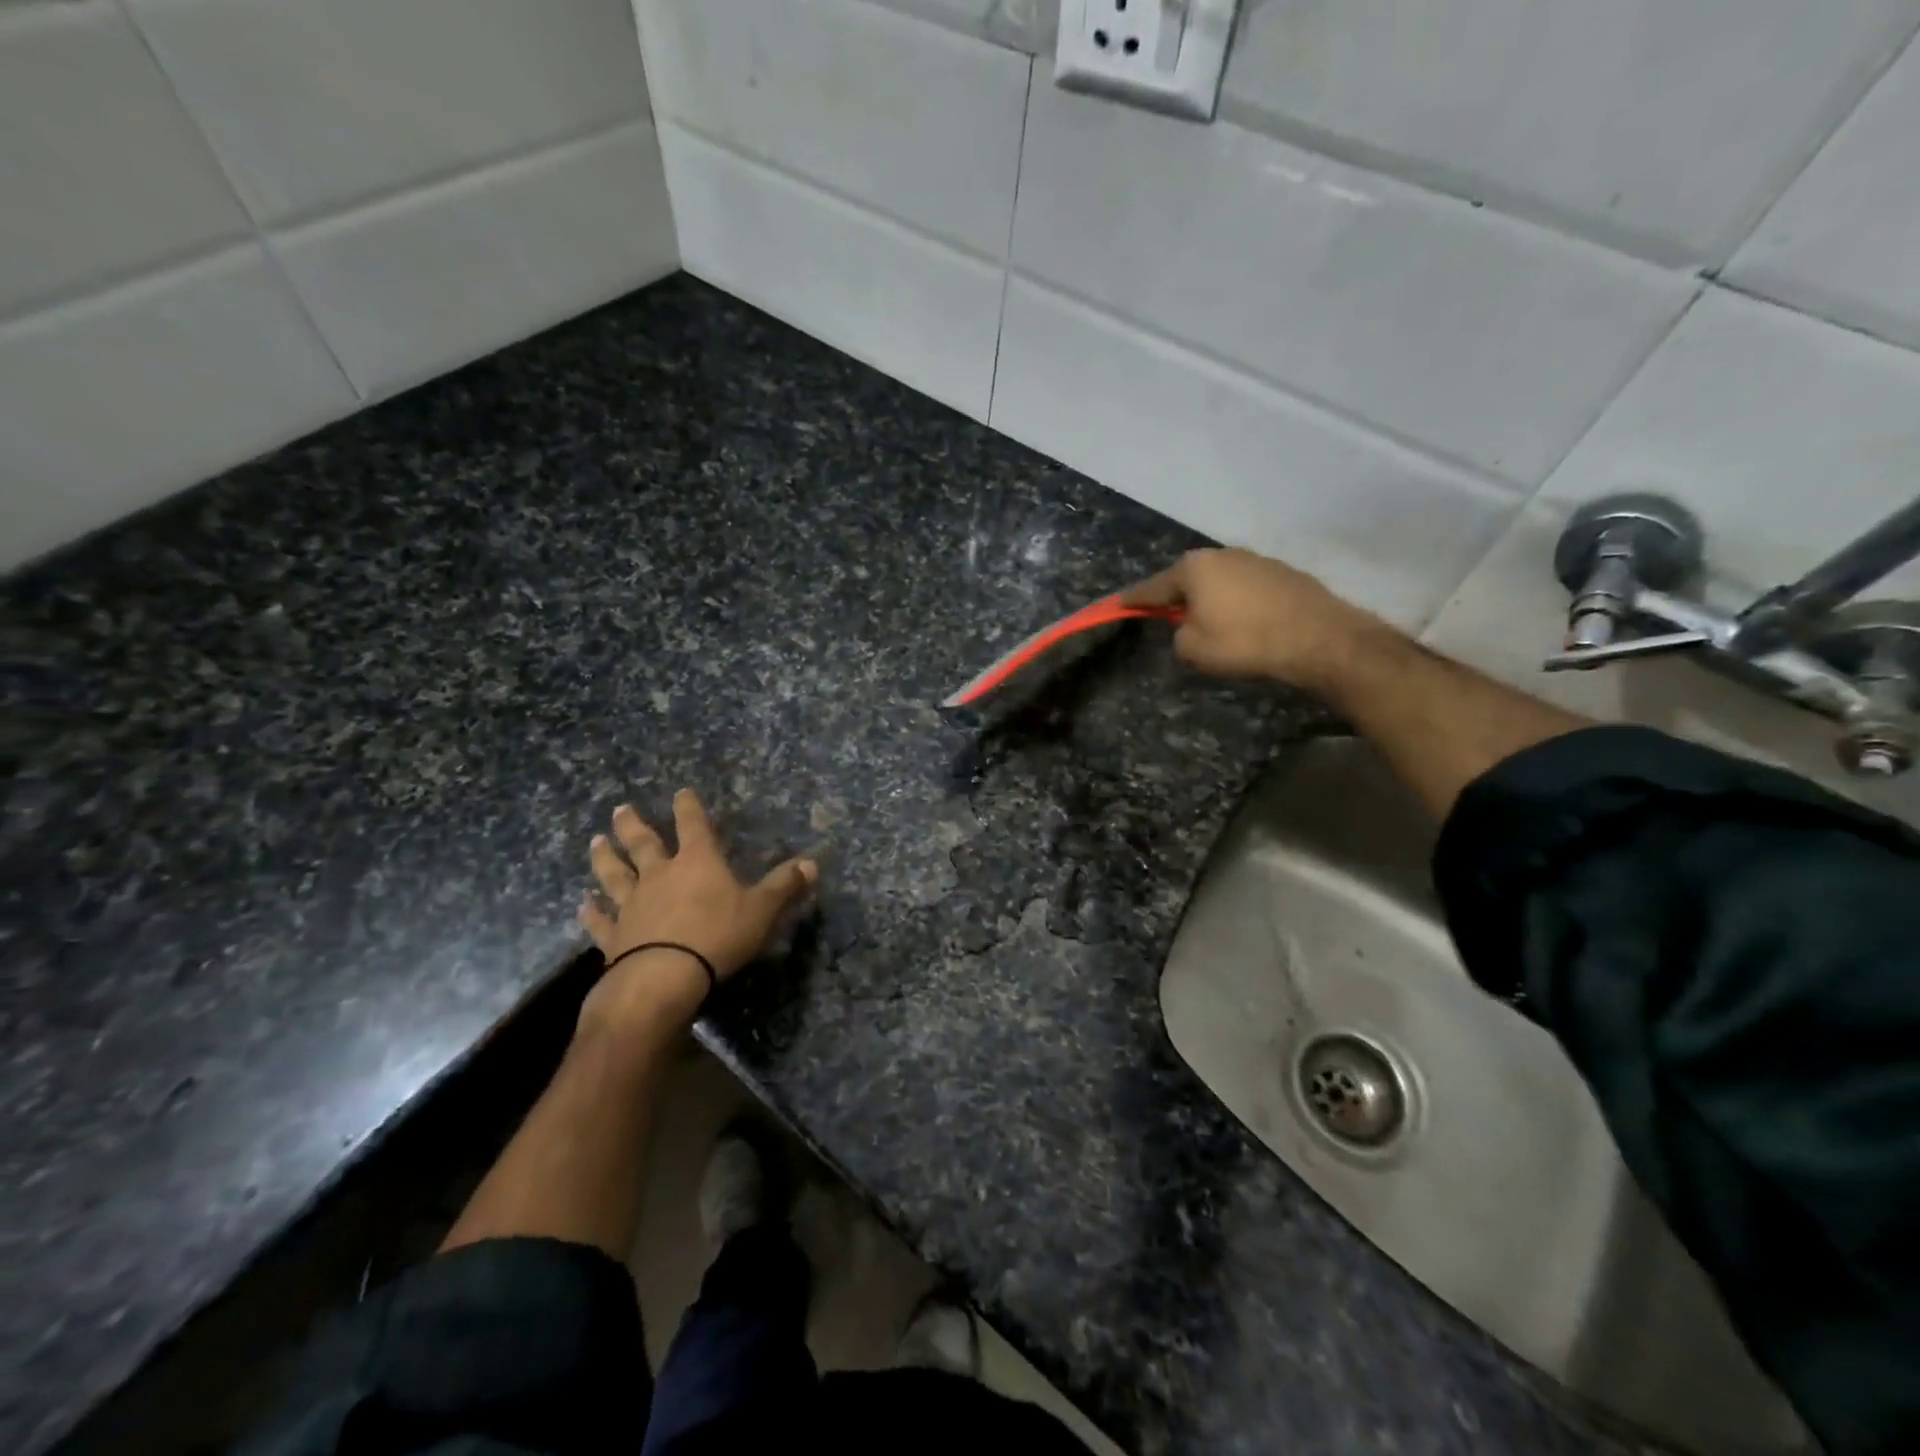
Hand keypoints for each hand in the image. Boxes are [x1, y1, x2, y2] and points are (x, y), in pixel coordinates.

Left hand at [577, 790, 816, 1033]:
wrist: (663, 978)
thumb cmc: (717, 937)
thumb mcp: (761, 910)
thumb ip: (784, 886)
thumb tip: (812, 863)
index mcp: (697, 863)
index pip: (693, 825)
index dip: (688, 807)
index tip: (681, 792)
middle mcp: (660, 875)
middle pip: (643, 843)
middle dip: (633, 825)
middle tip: (620, 809)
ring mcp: (632, 904)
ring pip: (614, 874)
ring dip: (605, 857)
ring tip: (595, 841)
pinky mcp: (614, 936)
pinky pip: (600, 919)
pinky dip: (590, 911)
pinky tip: (583, 904)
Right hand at [1122, 548, 1378, 690]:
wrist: (1319, 637)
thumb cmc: (1245, 641)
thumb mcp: (1194, 649)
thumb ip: (1178, 636)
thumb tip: (1188, 627)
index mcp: (1194, 568)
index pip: (1152, 587)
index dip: (1133, 600)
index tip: (1117, 604)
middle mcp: (1222, 554)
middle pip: (1188, 579)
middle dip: (1177, 598)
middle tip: (1169, 619)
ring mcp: (1256, 559)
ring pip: (1219, 582)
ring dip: (1211, 600)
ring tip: (1212, 625)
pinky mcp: (1283, 572)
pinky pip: (1246, 588)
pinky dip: (1238, 603)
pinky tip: (1245, 623)